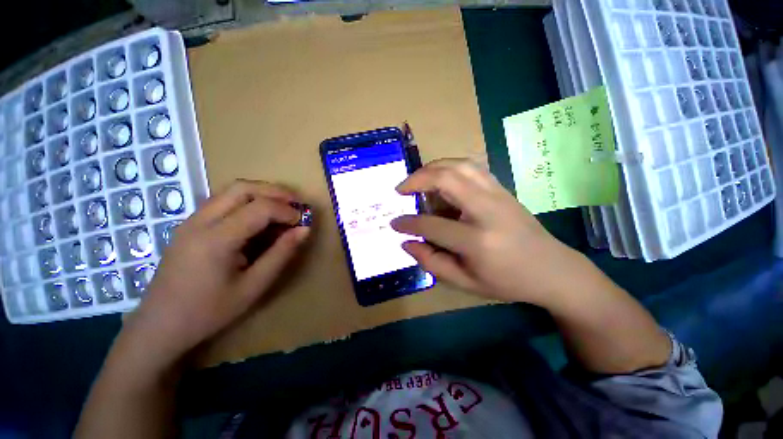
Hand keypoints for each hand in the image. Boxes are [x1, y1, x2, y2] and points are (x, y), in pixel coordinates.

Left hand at [122, 180, 309, 364]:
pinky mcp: (190, 224)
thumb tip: (304, 229)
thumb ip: (281, 254)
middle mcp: (201, 221)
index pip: (260, 207)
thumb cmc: (209, 311)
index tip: (302, 222)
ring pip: (231, 190)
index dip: (287, 211)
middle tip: (296, 206)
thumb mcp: (254, 286)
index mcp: (216, 239)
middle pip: (243, 188)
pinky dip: (247, 200)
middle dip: (276, 192)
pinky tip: (258, 217)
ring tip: (282, 208)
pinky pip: (223, 200)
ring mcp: (192, 220)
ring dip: (262, 193)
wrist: (160, 325)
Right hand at [391, 159, 595, 306]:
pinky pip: (471, 167)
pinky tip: (440, 177)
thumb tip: (407, 243)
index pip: (431, 225)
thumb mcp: (465, 282)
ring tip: (417, 180)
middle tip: (401, 189)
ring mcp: (497, 194)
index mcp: (477, 240)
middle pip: (445, 179)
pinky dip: (449, 167)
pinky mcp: (502, 188)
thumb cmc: (508, 281)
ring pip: (459, 165)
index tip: (394, 223)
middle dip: (416, 180)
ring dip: (432, 168)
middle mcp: (487, 210)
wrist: (552, 269)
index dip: (408, 223)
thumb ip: (432, 262)